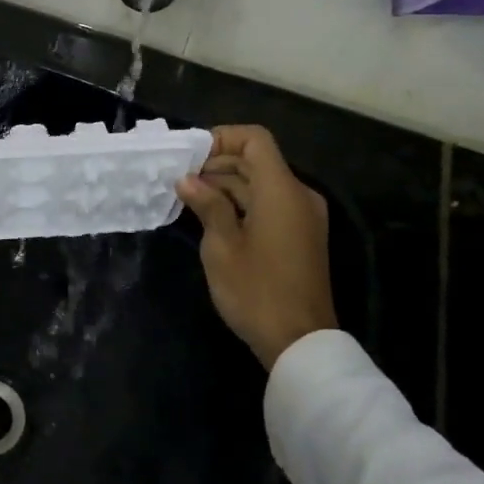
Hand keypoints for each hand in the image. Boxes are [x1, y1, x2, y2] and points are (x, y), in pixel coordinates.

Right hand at [177, 125, 336, 370]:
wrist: (301, 344)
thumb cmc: (257, 291)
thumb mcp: (222, 246)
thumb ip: (207, 205)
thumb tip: (188, 180)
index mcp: (281, 190)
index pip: (255, 139)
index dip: (222, 138)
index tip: (191, 157)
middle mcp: (298, 195)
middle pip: (256, 160)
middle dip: (217, 163)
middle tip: (181, 179)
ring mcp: (302, 217)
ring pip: (261, 183)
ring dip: (226, 185)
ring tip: (189, 198)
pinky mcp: (300, 236)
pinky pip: (269, 204)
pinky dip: (241, 203)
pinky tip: (211, 217)